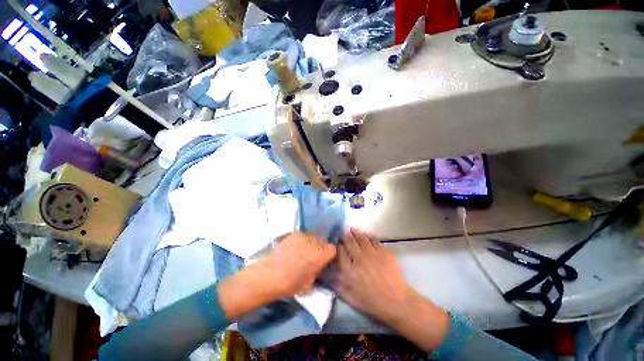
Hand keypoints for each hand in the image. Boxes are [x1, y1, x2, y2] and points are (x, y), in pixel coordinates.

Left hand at [218, 233, 335, 319]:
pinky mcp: (292, 234)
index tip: (324, 259)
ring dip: (311, 243)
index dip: (329, 254)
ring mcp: (302, 236)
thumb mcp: (308, 284)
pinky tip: (293, 248)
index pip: (332, 249)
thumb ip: (317, 271)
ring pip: (313, 236)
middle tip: (313, 256)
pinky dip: (301, 240)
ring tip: (302, 251)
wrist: (267, 275)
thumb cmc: (289, 284)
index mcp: (319, 256)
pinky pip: (302, 235)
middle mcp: (313, 242)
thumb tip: (318, 265)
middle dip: (320, 248)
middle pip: (322, 241)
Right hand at [334, 228, 449, 351]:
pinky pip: (373, 239)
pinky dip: (368, 236)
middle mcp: (359, 258)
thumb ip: (337, 285)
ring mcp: (371, 253)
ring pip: (361, 238)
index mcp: (349, 270)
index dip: (338, 246)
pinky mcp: (383, 251)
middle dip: (345, 237)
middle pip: (349, 242)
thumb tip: (329, 274)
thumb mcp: (350, 297)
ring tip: (352, 229)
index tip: (338, 244)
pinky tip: (366, 236)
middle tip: (343, 234)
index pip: (340, 252)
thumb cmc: (371, 302)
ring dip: (355, 232)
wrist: (395, 301)